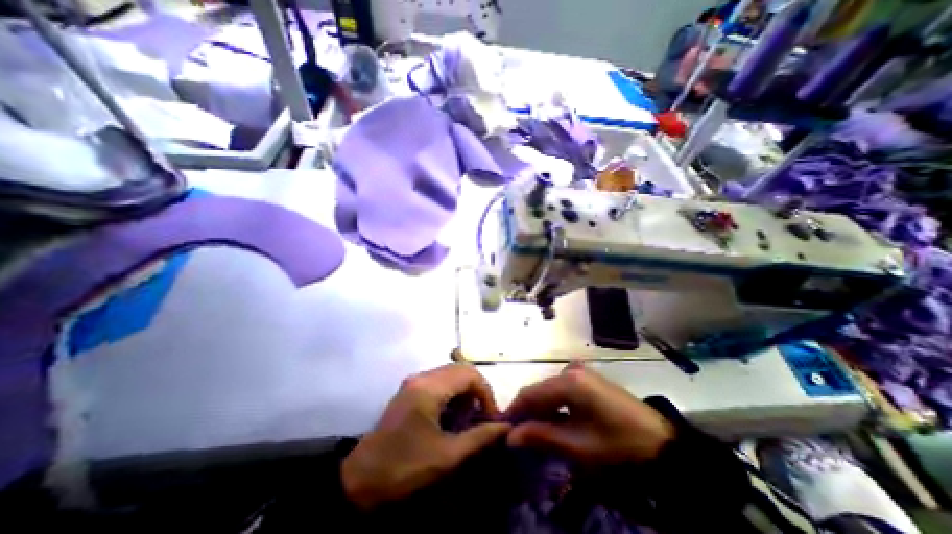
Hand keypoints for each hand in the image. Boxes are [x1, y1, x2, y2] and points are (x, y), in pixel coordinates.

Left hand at [341, 366, 508, 510]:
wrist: (361, 480)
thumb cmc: (405, 467)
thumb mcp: (447, 456)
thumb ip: (479, 437)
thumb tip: (505, 428)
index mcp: (429, 388)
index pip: (469, 374)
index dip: (486, 393)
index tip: (491, 418)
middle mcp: (422, 377)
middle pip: (461, 369)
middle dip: (477, 390)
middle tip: (482, 416)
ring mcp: (414, 381)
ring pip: (451, 373)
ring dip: (465, 391)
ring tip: (468, 417)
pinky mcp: (411, 389)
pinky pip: (440, 381)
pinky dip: (453, 393)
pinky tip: (452, 414)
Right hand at [505, 366, 675, 465]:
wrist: (660, 442)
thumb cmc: (618, 445)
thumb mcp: (577, 445)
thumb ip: (541, 436)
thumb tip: (510, 436)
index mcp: (568, 381)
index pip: (530, 393)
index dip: (514, 411)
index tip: (503, 430)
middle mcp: (570, 369)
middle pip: (538, 390)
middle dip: (527, 412)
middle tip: (518, 436)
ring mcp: (580, 372)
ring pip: (548, 390)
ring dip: (540, 410)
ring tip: (534, 433)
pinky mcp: (587, 378)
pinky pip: (561, 390)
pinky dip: (553, 405)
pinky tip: (554, 422)